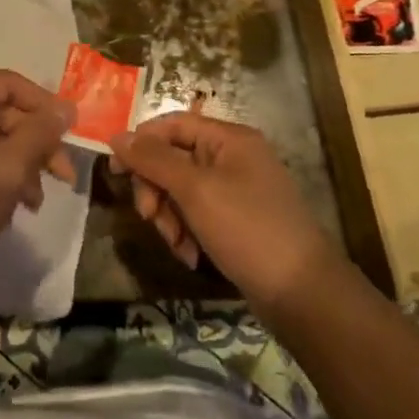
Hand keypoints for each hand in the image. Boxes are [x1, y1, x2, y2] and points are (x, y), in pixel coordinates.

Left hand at [0, 70, 74, 274]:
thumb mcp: (13, 164)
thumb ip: (42, 132)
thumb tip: (66, 108)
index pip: (10, 83)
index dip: (43, 102)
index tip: (68, 130)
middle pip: (5, 113)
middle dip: (38, 142)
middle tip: (64, 175)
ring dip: (24, 164)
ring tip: (37, 201)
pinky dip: (3, 174)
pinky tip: (17, 204)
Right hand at [110, 112, 338, 303]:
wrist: (303, 294)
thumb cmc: (248, 229)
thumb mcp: (195, 190)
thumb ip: (153, 160)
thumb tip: (117, 136)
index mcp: (228, 138)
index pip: (171, 124)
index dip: (140, 143)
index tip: (115, 171)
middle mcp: (232, 157)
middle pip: (172, 158)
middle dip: (155, 189)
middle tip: (149, 217)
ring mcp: (235, 190)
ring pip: (180, 191)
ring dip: (169, 217)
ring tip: (176, 244)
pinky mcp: (235, 221)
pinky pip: (196, 215)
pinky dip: (186, 233)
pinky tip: (190, 256)